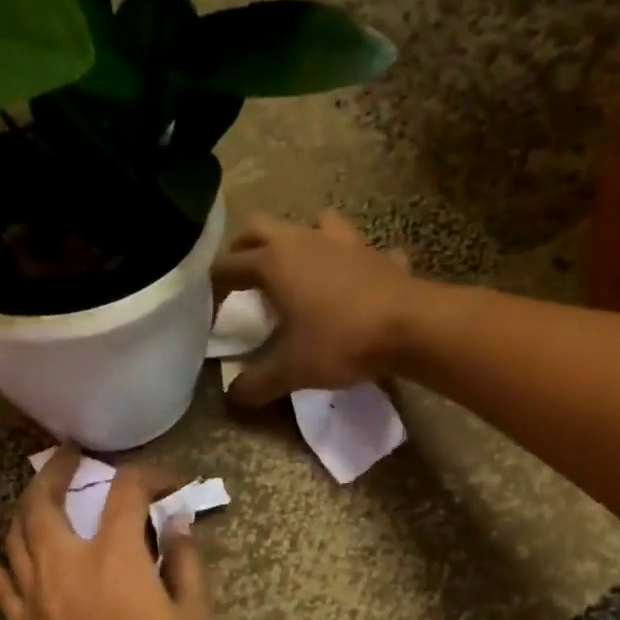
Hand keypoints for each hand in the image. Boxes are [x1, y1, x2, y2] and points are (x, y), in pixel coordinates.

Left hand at [0, 449, 215, 619]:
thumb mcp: (195, 619)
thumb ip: (186, 562)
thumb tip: (178, 522)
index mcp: (116, 560)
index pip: (126, 493)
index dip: (151, 475)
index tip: (173, 482)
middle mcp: (66, 567)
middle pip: (46, 500)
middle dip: (59, 469)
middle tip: (75, 455)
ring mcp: (35, 598)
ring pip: (16, 533)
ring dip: (26, 501)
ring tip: (40, 486)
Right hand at [210, 209, 422, 405]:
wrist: (410, 327)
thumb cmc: (341, 341)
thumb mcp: (292, 370)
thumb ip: (258, 383)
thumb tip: (234, 396)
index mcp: (274, 262)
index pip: (228, 265)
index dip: (213, 286)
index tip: (208, 308)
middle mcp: (304, 241)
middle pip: (260, 228)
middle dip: (245, 248)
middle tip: (241, 275)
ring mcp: (344, 243)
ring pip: (313, 223)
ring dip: (301, 240)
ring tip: (299, 267)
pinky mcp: (378, 255)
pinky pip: (360, 251)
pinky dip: (352, 262)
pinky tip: (356, 281)